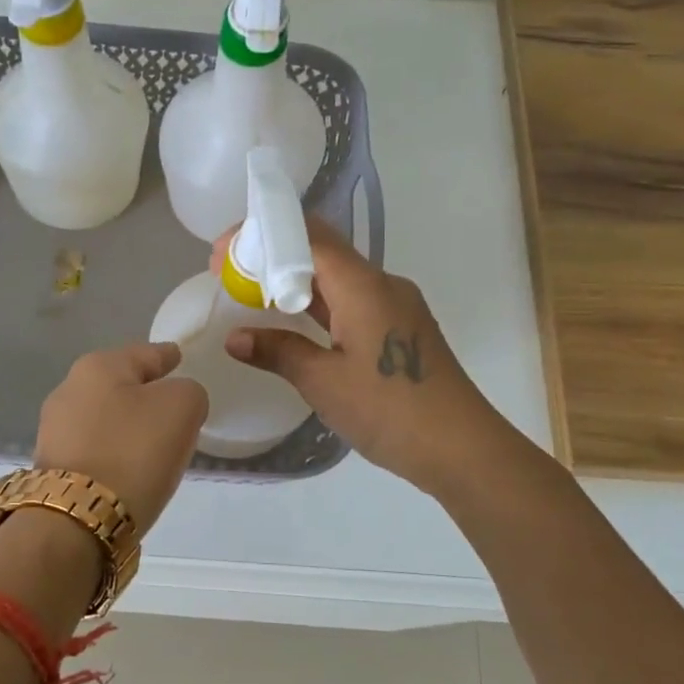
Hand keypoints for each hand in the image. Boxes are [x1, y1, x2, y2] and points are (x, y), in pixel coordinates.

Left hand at [35, 342, 207, 531]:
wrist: (78, 519)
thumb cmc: (134, 451)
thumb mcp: (182, 408)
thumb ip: (188, 392)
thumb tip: (176, 404)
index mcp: (98, 366)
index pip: (145, 353)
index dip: (166, 355)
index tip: (178, 356)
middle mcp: (69, 390)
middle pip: (119, 384)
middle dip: (144, 392)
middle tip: (172, 405)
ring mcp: (55, 430)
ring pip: (105, 417)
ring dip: (127, 426)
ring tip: (154, 442)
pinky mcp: (53, 467)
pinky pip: (95, 448)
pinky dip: (114, 452)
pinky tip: (129, 467)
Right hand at [218, 220, 489, 496]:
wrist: (461, 448)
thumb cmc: (389, 410)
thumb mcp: (323, 382)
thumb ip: (278, 352)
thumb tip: (235, 337)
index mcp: (363, 286)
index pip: (307, 236)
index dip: (261, 235)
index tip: (222, 254)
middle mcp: (382, 284)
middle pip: (321, 250)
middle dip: (272, 255)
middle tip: (229, 275)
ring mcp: (395, 306)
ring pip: (336, 277)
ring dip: (293, 282)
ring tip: (251, 297)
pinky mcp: (400, 329)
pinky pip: (351, 301)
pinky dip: (316, 304)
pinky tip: (292, 324)